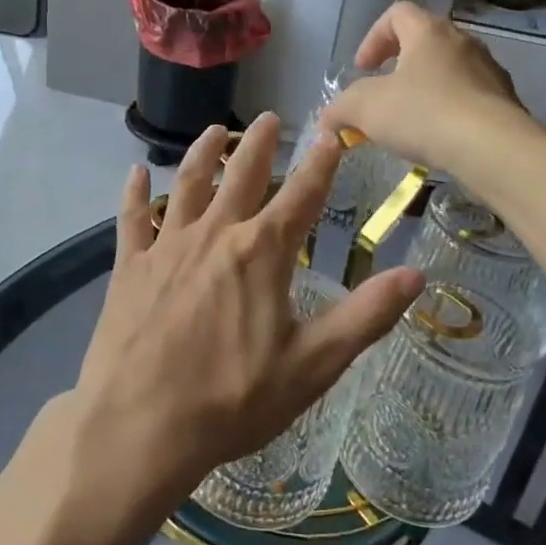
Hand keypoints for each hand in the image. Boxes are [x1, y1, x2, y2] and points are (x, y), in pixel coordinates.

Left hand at [74, 114, 423, 507]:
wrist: (140, 426)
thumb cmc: (233, 399)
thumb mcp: (313, 365)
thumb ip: (365, 316)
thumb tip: (415, 275)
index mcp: (262, 252)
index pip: (302, 195)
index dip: (321, 163)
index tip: (331, 134)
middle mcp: (215, 234)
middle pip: (242, 175)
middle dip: (259, 144)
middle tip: (270, 117)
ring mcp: (167, 246)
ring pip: (189, 184)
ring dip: (204, 154)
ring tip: (214, 131)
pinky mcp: (129, 266)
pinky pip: (132, 218)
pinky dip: (134, 192)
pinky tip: (136, 171)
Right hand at [321, 2, 534, 177]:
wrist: (494, 149)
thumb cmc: (424, 114)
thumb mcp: (365, 109)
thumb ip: (340, 109)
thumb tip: (327, 120)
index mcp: (429, 32)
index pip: (397, 13)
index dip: (374, 37)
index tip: (363, 68)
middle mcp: (463, 42)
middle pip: (425, 41)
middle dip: (398, 66)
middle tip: (382, 95)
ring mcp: (489, 71)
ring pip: (448, 71)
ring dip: (424, 90)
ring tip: (409, 123)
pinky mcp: (505, 102)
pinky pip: (469, 98)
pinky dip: (449, 112)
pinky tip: (438, 140)